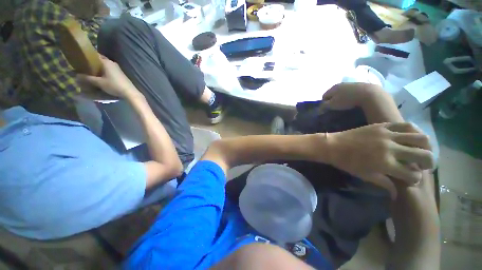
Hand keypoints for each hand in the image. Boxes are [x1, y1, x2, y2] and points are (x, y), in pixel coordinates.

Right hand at [77, 56, 139, 98]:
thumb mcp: (99, 82)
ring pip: (104, 66)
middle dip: (92, 63)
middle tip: (83, 67)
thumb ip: (87, 78)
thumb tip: (76, 75)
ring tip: (89, 72)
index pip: (94, 55)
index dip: (87, 57)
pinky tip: (99, 76)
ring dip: (97, 68)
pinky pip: (108, 70)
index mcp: (107, 62)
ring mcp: (117, 68)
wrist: (130, 92)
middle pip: (99, 61)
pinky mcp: (120, 74)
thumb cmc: (114, 85)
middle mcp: (112, 63)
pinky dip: (103, 72)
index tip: (79, 59)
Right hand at [321, 82, 384, 110]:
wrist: (369, 94)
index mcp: (332, 88)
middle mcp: (340, 84)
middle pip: (333, 93)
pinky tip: (353, 101)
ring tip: (345, 105)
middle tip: (335, 107)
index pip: (324, 96)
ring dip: (341, 98)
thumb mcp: (333, 105)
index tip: (327, 110)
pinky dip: (349, 96)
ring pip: (342, 92)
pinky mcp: (360, 85)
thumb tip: (319, 109)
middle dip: (332, 100)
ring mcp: (350, 83)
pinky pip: (350, 92)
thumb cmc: (347, 100)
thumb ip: (324, 106)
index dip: (323, 103)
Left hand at [324, 122, 433, 198]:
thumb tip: (398, 193)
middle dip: (430, 163)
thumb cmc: (347, 162)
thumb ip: (385, 183)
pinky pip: (405, 124)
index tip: (412, 178)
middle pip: (424, 155)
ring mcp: (387, 134)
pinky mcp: (381, 125)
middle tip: (425, 165)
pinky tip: (413, 136)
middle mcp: (390, 148)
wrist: (332, 145)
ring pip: (420, 137)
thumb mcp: (365, 175)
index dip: (415, 179)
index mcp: (385, 164)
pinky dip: (414, 130)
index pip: (413, 175)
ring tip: (423, 150)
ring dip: (427, 145)